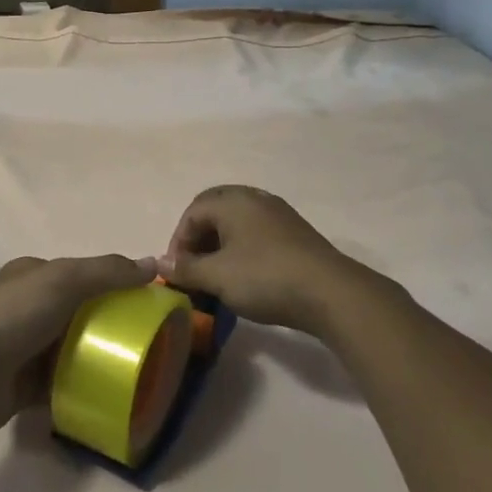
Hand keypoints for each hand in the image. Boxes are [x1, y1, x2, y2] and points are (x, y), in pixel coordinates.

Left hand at [0, 254, 156, 433]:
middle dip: (109, 326)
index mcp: (36, 276)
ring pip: (71, 351)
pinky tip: (109, 398)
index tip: (146, 303)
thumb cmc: (15, 314)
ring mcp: (25, 348)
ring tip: (136, 373)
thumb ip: (108, 272)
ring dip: (97, 360)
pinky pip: (61, 386)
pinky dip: (81, 390)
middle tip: (147, 344)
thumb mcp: (65, 280)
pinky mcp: (23, 387)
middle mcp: (30, 308)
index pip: (82, 275)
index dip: (113, 285)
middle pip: (79, 314)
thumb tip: (154, 264)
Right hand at [164, 185, 375, 336]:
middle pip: (214, 211)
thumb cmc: (265, 277)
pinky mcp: (295, 232)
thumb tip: (160, 263)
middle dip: (199, 239)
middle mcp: (254, 198)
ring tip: (217, 274)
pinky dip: (243, 248)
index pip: (192, 213)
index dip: (179, 241)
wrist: (331, 292)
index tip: (177, 271)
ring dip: (221, 245)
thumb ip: (186, 268)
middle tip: (194, 268)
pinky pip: (257, 232)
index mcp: (231, 201)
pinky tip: (246, 274)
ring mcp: (278, 213)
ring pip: (237, 222)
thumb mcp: (218, 276)